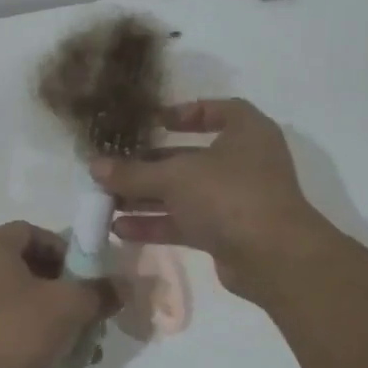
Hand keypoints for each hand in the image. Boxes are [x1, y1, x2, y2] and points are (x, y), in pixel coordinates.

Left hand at [0, 221, 115, 367]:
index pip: (33, 231)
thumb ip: (99, 291)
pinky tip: (64, 358)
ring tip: (86, 339)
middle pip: (32, 265)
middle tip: (91, 307)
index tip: (87, 274)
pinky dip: (39, 334)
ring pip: (26, 298)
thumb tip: (123, 286)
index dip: (64, 247)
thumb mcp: (68, 306)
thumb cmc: (15, 331)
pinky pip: (15, 323)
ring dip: (59, 314)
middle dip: (67, 286)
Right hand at [91, 98, 326, 303]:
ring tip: (107, 202)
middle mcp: (243, 162)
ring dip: (147, 197)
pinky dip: (156, 223)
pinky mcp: (226, 232)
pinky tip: (121, 229)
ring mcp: (236, 199)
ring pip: (184, 192)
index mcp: (246, 132)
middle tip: (114, 168)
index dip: (187, 112)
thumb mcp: (175, 177)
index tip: (154, 122)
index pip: (220, 110)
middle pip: (191, 156)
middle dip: (150, 164)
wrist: (273, 257)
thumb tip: (93, 166)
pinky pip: (185, 221)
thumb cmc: (229, 195)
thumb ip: (132, 172)